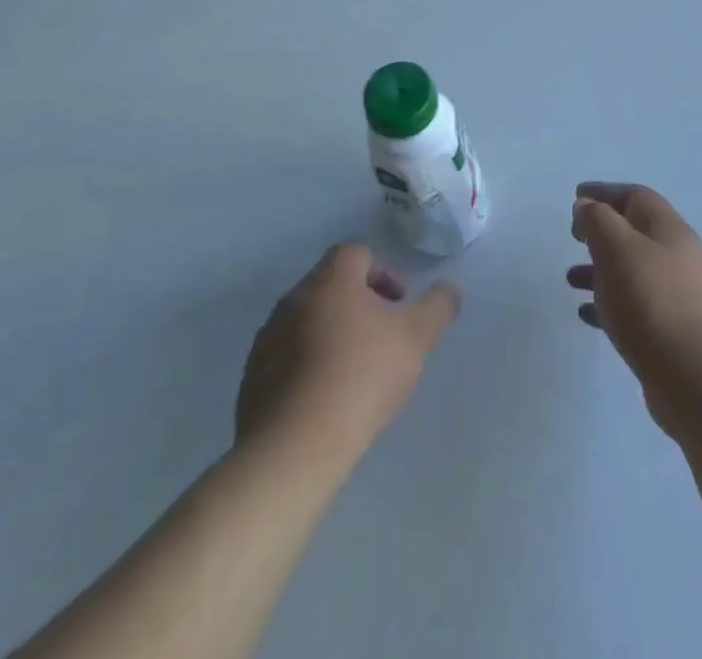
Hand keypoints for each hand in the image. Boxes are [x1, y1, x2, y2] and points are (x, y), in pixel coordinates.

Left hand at [236, 243, 460, 466]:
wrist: (293, 448)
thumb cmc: (360, 378)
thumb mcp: (415, 338)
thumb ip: (437, 306)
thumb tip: (449, 289)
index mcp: (331, 280)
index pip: (356, 253)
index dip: (383, 273)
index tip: (398, 307)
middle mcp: (294, 298)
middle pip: (331, 285)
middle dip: (359, 305)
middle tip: (382, 339)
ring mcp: (268, 338)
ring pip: (307, 321)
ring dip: (332, 335)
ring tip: (354, 374)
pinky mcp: (252, 377)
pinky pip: (286, 357)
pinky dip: (307, 366)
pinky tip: (325, 400)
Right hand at [567, 183, 701, 428]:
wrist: (696, 379)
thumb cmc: (651, 302)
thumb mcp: (617, 249)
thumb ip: (598, 220)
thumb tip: (588, 206)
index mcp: (670, 230)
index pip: (636, 196)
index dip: (604, 192)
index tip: (576, 196)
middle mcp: (679, 257)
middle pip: (637, 231)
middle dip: (602, 229)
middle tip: (574, 235)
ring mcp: (680, 295)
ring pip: (634, 269)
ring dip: (601, 268)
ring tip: (570, 279)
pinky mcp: (673, 331)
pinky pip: (635, 305)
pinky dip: (610, 302)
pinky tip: (587, 314)